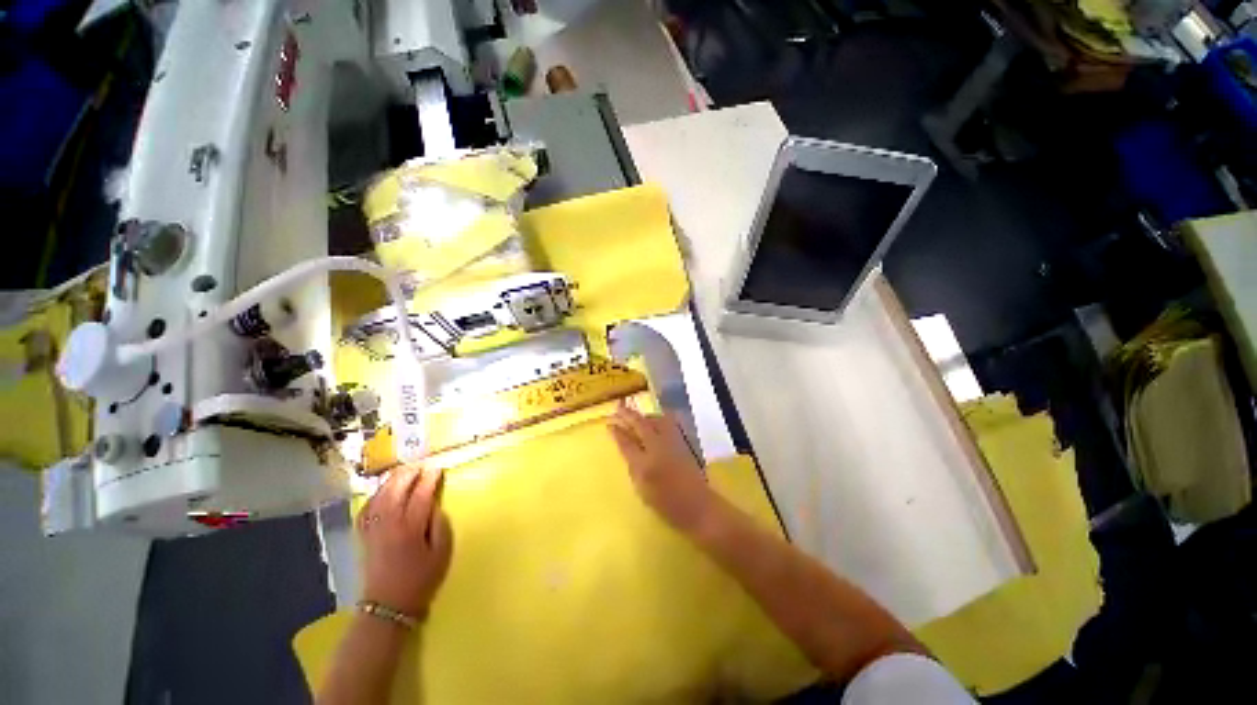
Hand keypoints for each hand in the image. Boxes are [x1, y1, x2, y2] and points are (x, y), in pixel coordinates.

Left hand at [358, 464, 452, 617]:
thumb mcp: (442, 552)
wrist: (388, 605)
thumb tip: (434, 505)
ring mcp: (373, 528)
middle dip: (410, 473)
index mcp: (410, 527)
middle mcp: (388, 523)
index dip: (430, 478)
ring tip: (405, 471)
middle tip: (422, 465)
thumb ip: (440, 524)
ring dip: (393, 479)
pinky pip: (366, 508)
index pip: (421, 493)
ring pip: (380, 494)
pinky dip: (375, 495)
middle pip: (397, 488)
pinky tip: (383, 491)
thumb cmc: (421, 578)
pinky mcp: (364, 535)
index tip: (438, 469)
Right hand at [608, 403, 713, 531]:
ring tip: (635, 415)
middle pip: (640, 425)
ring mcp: (671, 443)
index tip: (609, 424)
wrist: (697, 505)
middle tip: (618, 408)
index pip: (626, 443)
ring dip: (643, 415)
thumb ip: (633, 468)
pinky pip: (667, 423)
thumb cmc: (666, 504)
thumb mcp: (642, 490)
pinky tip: (654, 420)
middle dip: (627, 415)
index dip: (617, 433)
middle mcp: (657, 449)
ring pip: (655, 420)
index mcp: (644, 465)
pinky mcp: (682, 441)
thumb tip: (628, 450)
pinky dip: (657, 418)